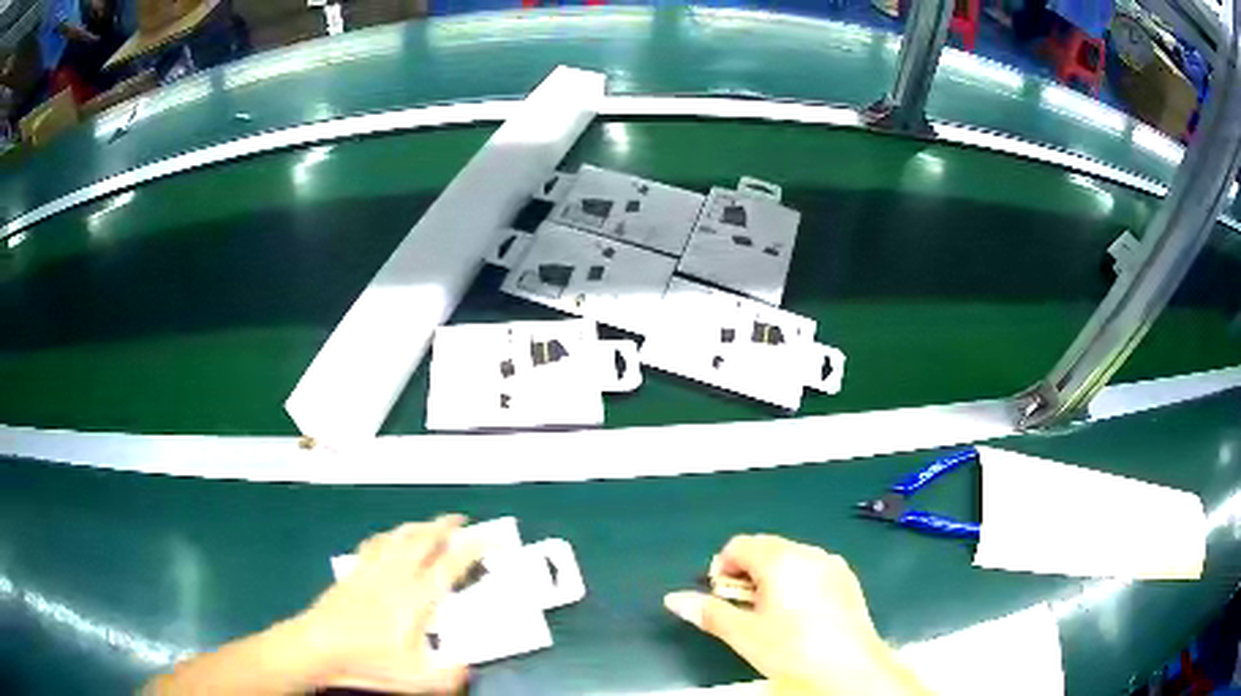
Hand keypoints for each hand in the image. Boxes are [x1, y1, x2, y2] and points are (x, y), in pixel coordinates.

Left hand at [294, 515, 480, 693]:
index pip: (451, 565)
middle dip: (445, 526)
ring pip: (399, 536)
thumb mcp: (417, 679)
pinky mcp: (354, 571)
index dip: (475, 548)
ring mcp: (372, 570)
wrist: (318, 646)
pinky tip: (390, 539)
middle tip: (462, 520)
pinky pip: (376, 543)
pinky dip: (390, 535)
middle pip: (423, 540)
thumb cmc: (368, 661)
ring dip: (419, 526)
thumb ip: (450, 675)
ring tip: (431, 525)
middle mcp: (396, 575)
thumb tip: (468, 664)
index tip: (492, 538)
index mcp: (416, 598)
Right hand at [664, 535, 928, 695]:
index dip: (722, 567)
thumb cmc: (791, 650)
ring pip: (791, 558)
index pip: (739, 545)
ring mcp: (832, 564)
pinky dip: (798, 582)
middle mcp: (808, 552)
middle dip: (747, 573)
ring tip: (771, 614)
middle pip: (766, 548)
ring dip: (772, 577)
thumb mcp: (743, 635)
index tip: (721, 597)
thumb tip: (673, 599)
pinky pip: (813, 569)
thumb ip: (708, 612)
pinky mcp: (848, 579)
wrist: (849, 668)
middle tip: (743, 608)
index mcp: (780, 559)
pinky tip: (800, 615)